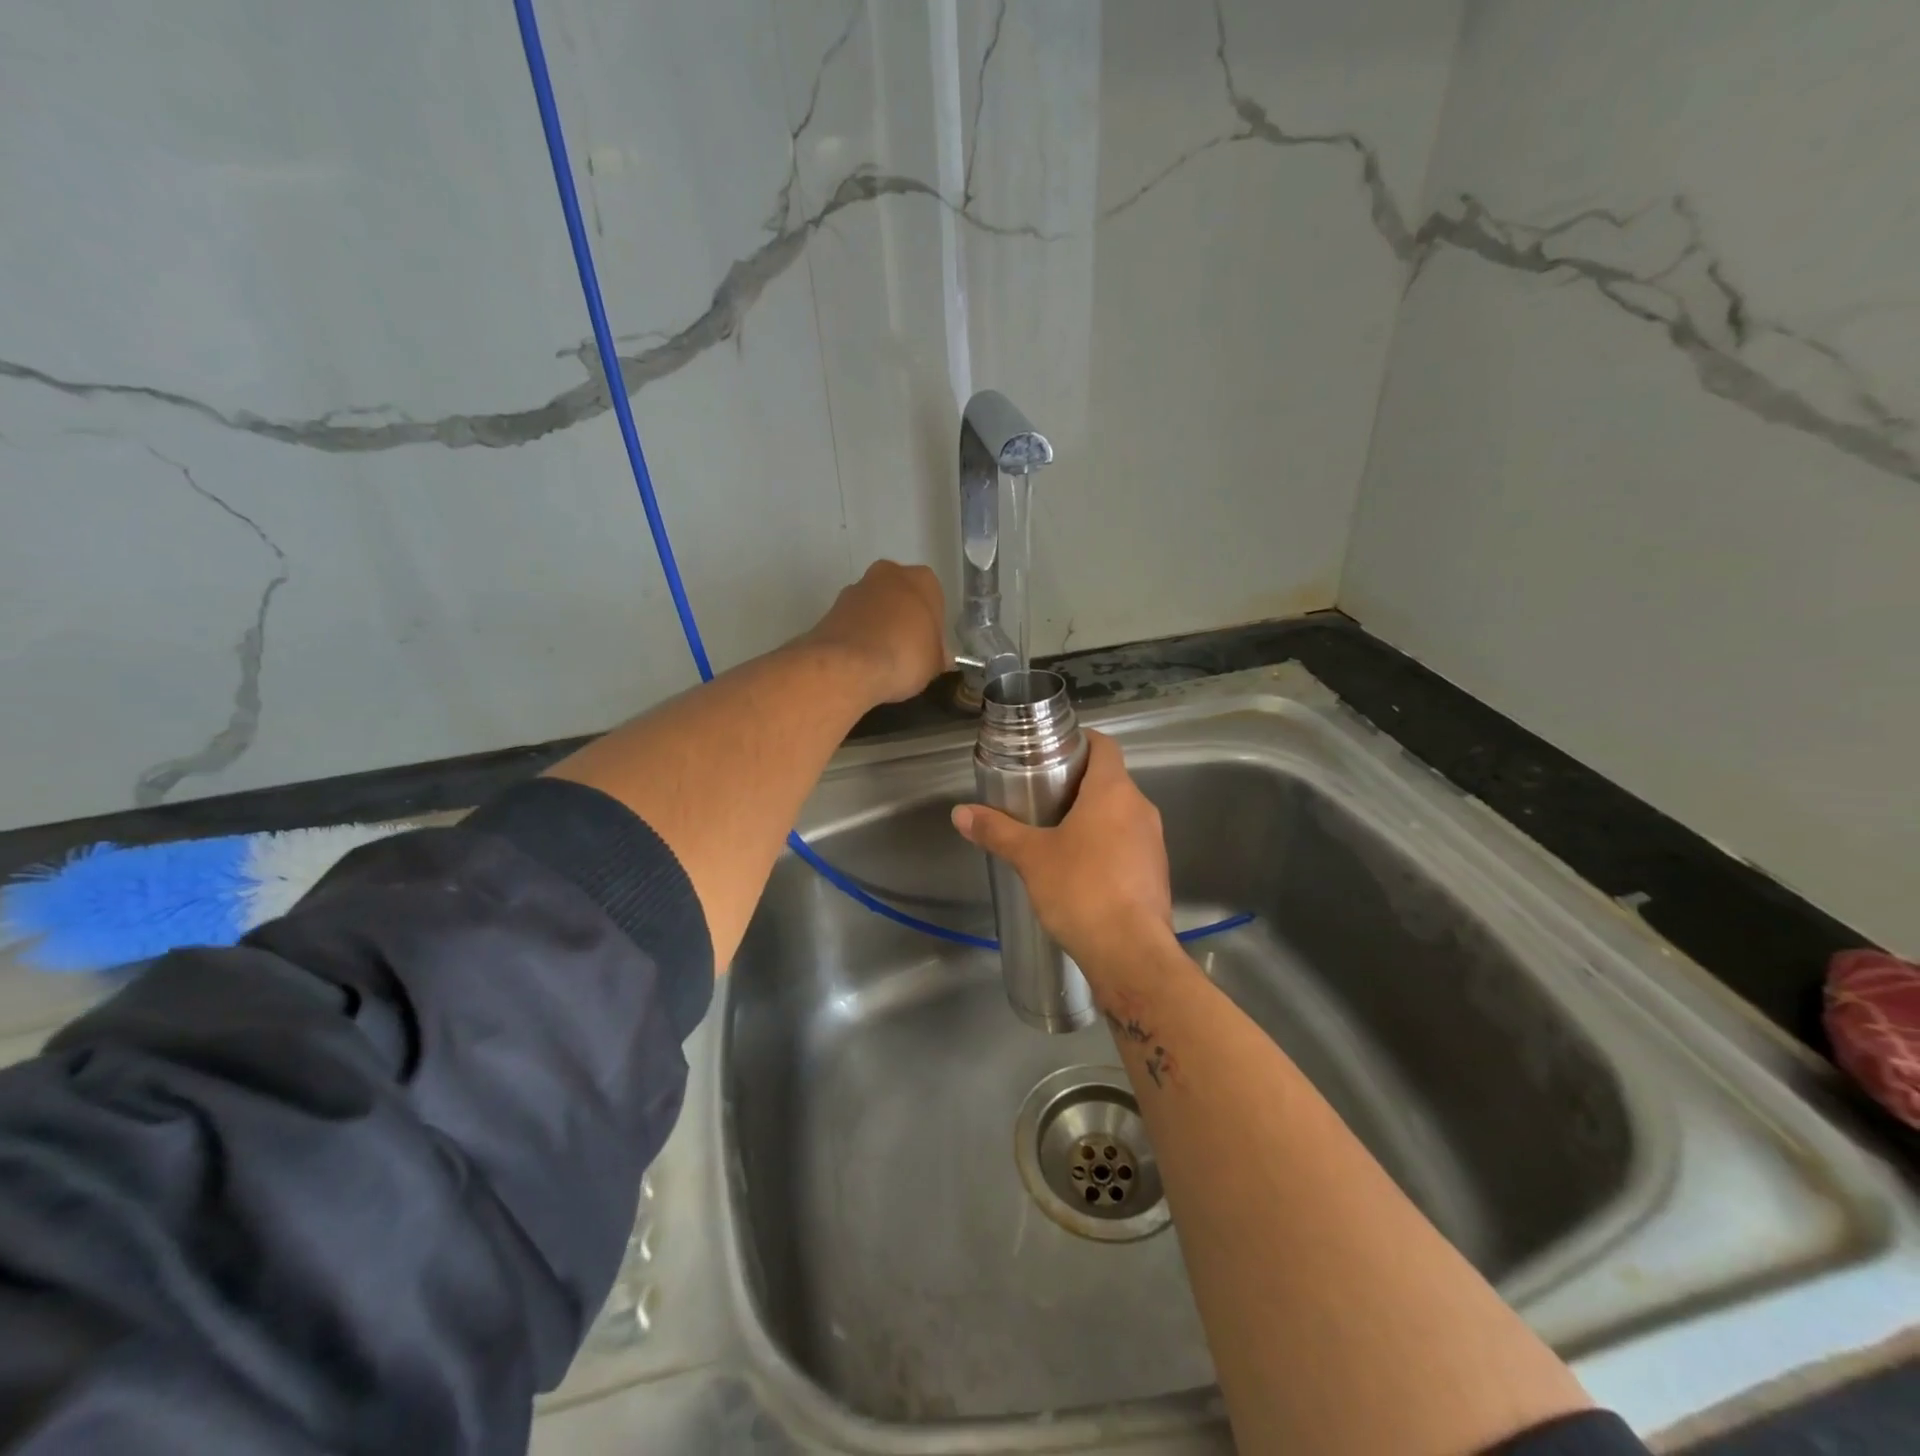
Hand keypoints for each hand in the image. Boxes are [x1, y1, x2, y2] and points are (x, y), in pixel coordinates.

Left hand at [805, 561, 948, 704]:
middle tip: (906, 652)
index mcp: (922, 580)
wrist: (847, 666)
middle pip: (900, 596)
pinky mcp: (830, 608)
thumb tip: (935, 657)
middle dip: (902, 619)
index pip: (933, 599)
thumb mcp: (935, 663)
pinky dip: (857, 637)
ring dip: (877, 626)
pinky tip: (860, 662)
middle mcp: (888, 574)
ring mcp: (855, 589)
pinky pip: (852, 623)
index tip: (927, 648)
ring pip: (873, 607)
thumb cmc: (905, 657)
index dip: (931, 626)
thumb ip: (936, 654)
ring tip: (880, 661)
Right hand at [951, 730, 1173, 972]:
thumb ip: (997, 831)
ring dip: (1092, 817)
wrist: (1130, 953)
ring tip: (1054, 833)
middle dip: (1077, 784)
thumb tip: (960, 813)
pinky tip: (1078, 869)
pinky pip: (1128, 844)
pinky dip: (1105, 846)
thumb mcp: (1031, 857)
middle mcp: (1141, 808)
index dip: (1081, 741)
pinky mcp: (1155, 873)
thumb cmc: (1081, 889)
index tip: (1053, 751)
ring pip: (1120, 814)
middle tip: (1040, 795)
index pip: (1105, 745)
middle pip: (1110, 780)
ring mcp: (1153, 842)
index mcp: (1114, 791)